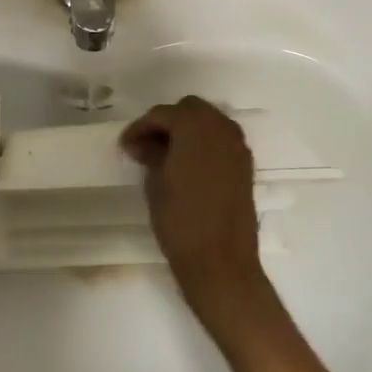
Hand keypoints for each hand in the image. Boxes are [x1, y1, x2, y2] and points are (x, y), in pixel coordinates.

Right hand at [120, 96, 266, 327]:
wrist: (221, 262)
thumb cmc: (181, 221)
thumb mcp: (156, 183)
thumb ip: (151, 154)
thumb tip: (144, 143)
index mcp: (196, 127)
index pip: (163, 114)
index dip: (141, 127)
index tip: (126, 145)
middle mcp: (221, 129)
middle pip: (190, 109)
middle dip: (167, 122)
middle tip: (146, 144)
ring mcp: (237, 147)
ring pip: (209, 122)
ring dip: (187, 130)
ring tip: (165, 154)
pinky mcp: (245, 166)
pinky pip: (221, 140)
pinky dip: (204, 144)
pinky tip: (187, 165)